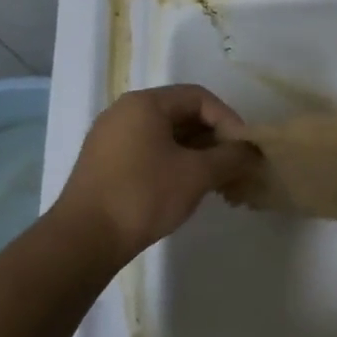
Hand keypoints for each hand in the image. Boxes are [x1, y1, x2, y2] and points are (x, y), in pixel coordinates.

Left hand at [54, 85, 253, 261]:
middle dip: (215, 137)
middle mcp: (124, 112)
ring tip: (218, 179)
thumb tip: (252, 152)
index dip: (229, 120)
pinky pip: (149, 150)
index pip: (199, 97)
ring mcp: (111, 137)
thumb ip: (231, 157)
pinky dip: (175, 162)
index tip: (245, 148)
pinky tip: (189, 186)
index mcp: (145, 103)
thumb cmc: (143, 196)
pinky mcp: (105, 162)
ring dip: (197, 152)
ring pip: (166, 134)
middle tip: (235, 164)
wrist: (84, 239)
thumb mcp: (197, 174)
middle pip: (182, 113)